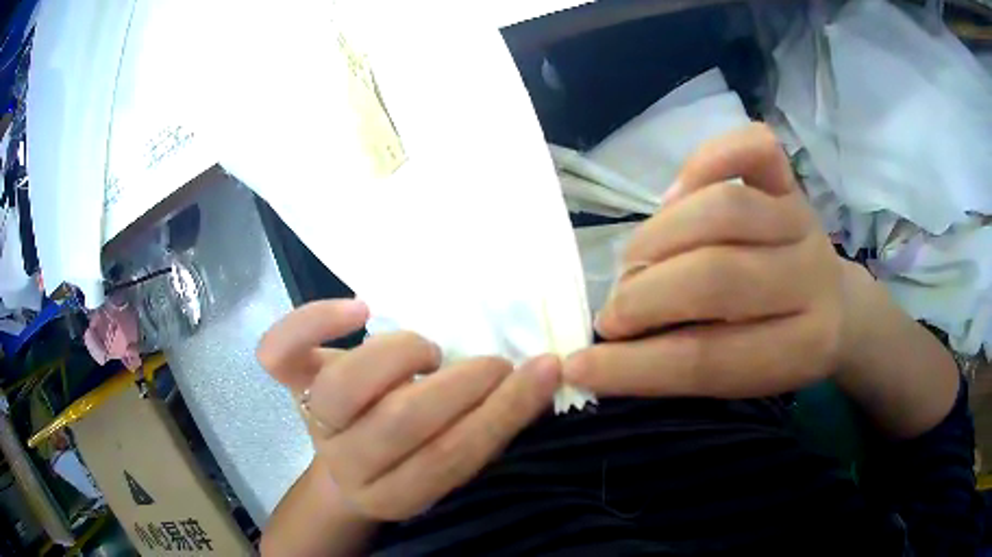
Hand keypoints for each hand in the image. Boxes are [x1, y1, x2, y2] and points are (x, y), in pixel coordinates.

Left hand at [257, 300, 560, 520]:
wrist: (346, 464)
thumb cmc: (408, 459)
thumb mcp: (446, 460)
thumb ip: (481, 427)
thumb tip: (536, 378)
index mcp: (396, 493)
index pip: (451, 458)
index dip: (502, 413)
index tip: (543, 370)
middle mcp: (350, 465)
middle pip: (398, 425)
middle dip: (459, 385)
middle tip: (494, 362)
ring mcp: (313, 422)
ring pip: (342, 387)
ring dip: (397, 357)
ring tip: (426, 351)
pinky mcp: (291, 385)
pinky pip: (280, 353)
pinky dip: (314, 321)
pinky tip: (359, 310)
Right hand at [564, 123, 846, 398]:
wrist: (839, 308)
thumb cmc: (784, 349)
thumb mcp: (744, 380)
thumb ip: (684, 367)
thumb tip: (602, 356)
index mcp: (801, 348)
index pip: (709, 360)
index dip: (636, 367)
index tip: (580, 367)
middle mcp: (809, 278)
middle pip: (717, 278)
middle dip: (644, 299)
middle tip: (613, 315)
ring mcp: (801, 220)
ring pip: (722, 210)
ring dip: (659, 239)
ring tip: (635, 263)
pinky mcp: (791, 183)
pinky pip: (755, 149)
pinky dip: (707, 159)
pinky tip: (677, 193)